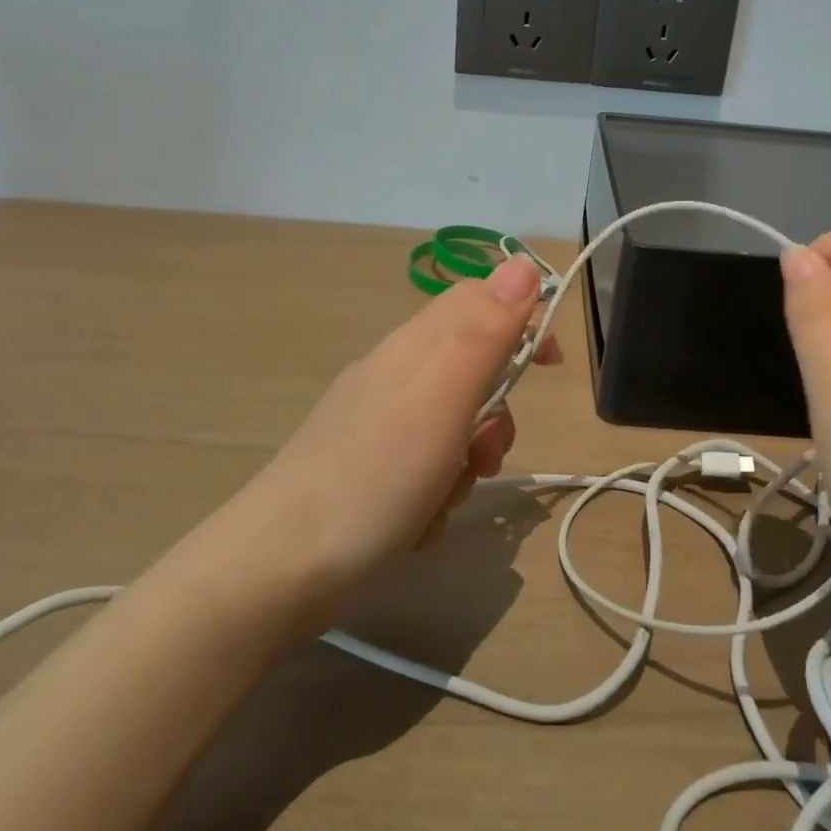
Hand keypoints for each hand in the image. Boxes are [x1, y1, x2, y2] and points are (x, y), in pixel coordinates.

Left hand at [231, 254, 560, 610]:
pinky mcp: (367, 469)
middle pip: (473, 370)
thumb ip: (486, 330)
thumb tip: (523, 263)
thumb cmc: (376, 476)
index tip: (550, 365)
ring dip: (465, 463)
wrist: (279, 567)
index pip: (481, 300)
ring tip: (445, 498)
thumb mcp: (443, 396)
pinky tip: (416, 524)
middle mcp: (396, 374)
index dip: (523, 320)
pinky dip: (434, 494)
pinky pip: (426, 468)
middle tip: (485, 453)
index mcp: (416, 346)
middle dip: (494, 415)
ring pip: (454, 427)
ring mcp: (377, 423)